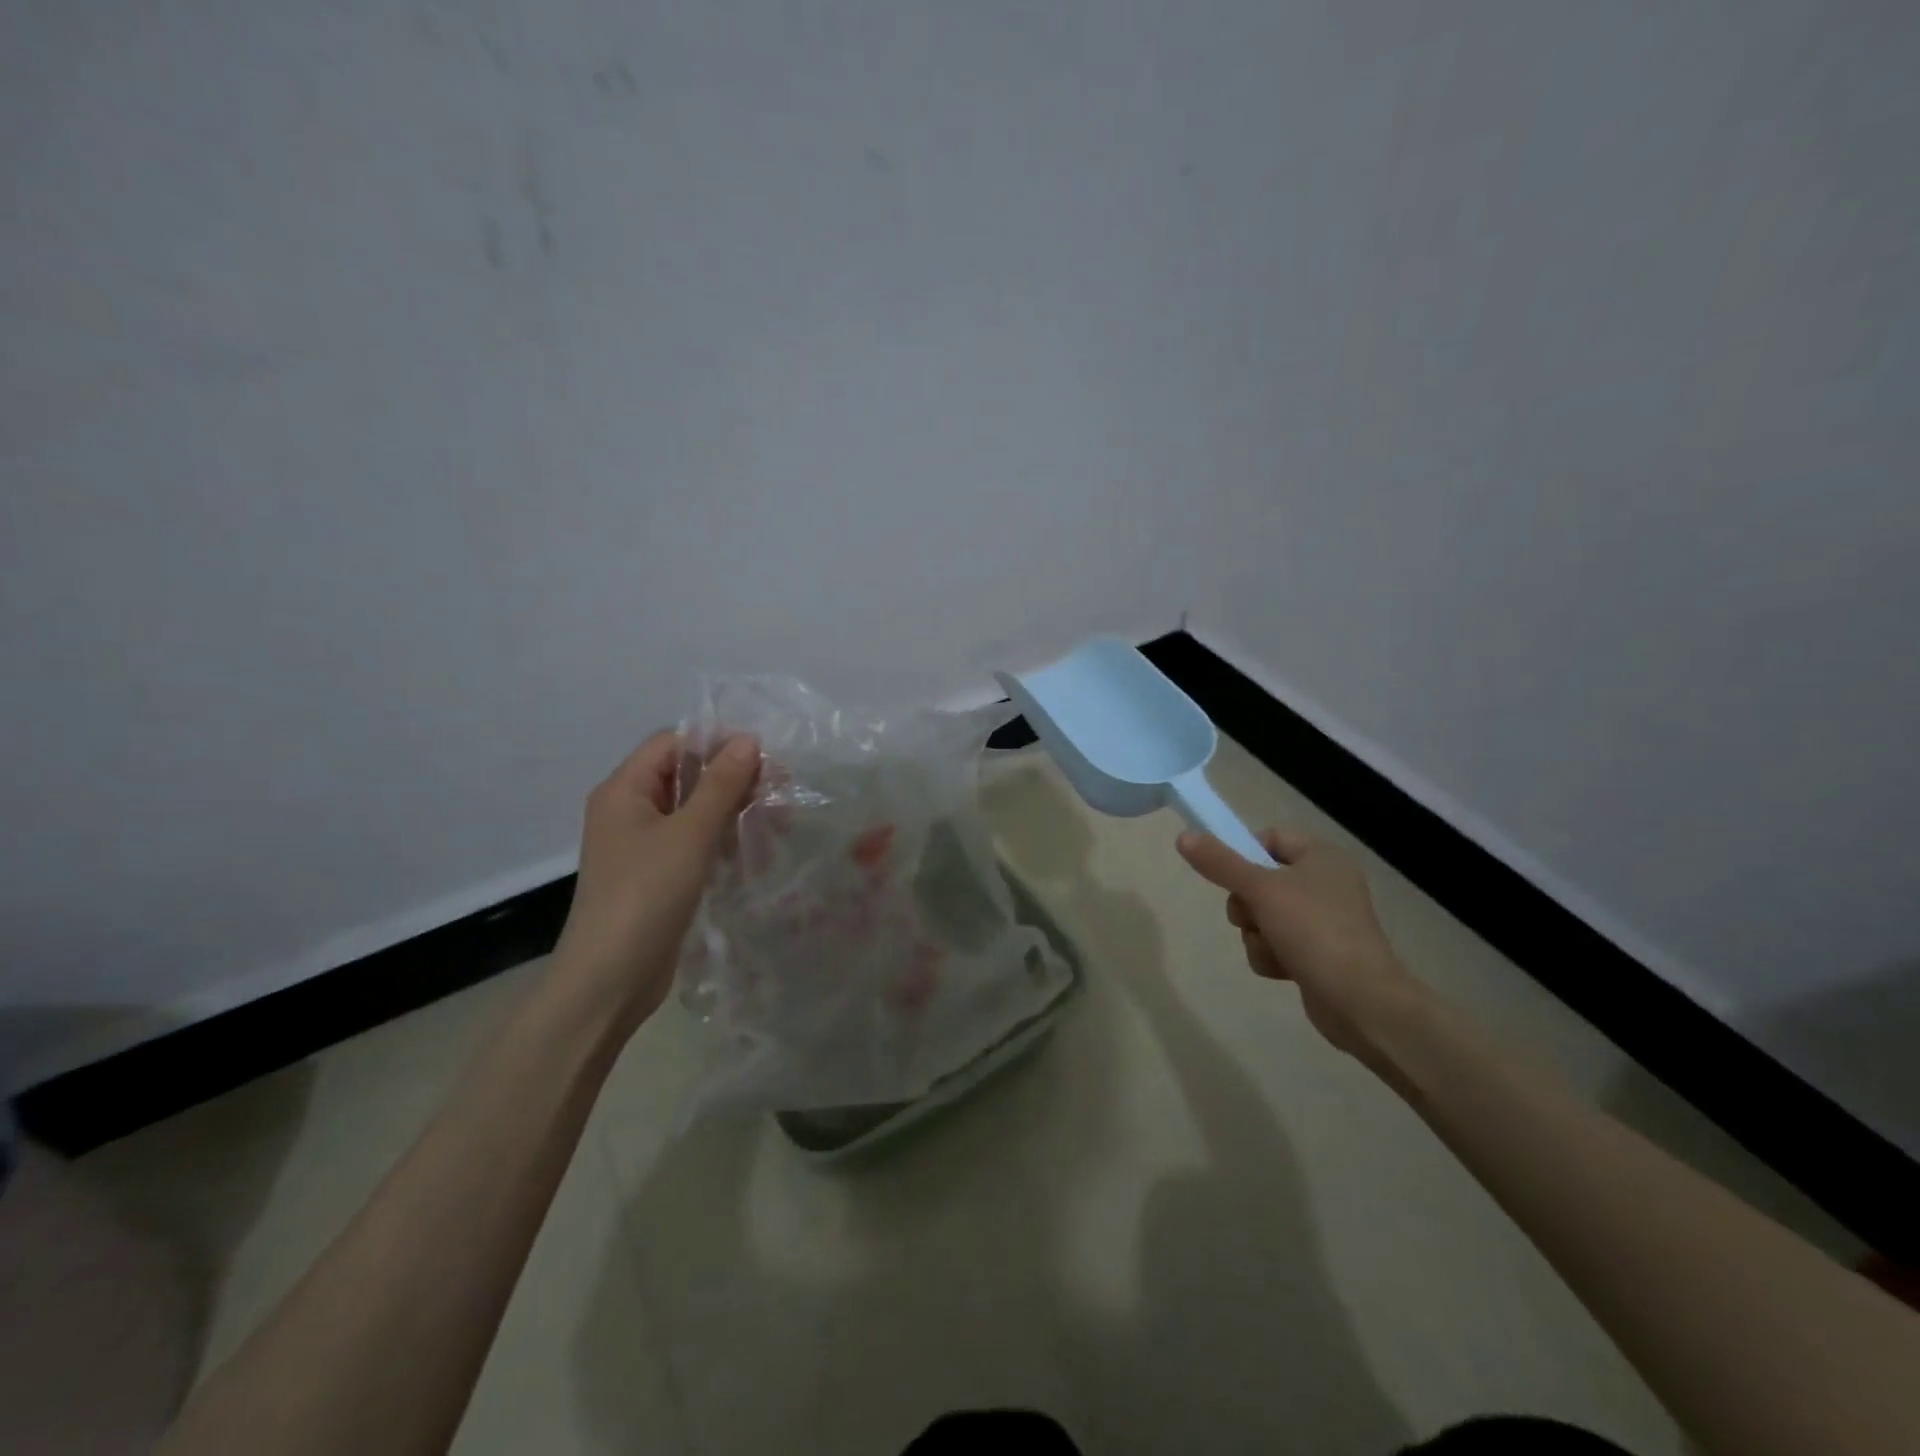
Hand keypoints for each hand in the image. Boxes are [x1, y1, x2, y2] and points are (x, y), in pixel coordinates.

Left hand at [549, 731, 760, 1036]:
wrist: (610, 979)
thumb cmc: (646, 895)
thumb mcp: (689, 834)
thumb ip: (721, 785)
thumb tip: (748, 740)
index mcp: (624, 790)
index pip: (673, 743)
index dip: (717, 743)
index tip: (764, 758)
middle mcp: (629, 810)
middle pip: (686, 775)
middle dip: (733, 780)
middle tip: (780, 792)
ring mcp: (642, 845)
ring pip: (695, 811)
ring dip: (734, 812)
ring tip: (777, 825)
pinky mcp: (657, 874)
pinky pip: (694, 843)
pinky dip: (723, 841)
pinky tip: (756, 853)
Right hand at [1176, 826, 1418, 1056]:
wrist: (1360, 1001)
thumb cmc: (1314, 931)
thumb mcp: (1261, 890)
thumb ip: (1220, 863)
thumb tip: (1183, 836)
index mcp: (1322, 857)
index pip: (1270, 838)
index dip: (1244, 853)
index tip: (1228, 875)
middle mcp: (1325, 884)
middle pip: (1259, 880)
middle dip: (1246, 904)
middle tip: (1250, 917)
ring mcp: (1322, 921)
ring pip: (1263, 916)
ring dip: (1256, 934)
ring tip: (1272, 948)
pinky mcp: (1317, 954)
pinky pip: (1275, 943)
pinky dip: (1271, 955)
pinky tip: (1282, 969)